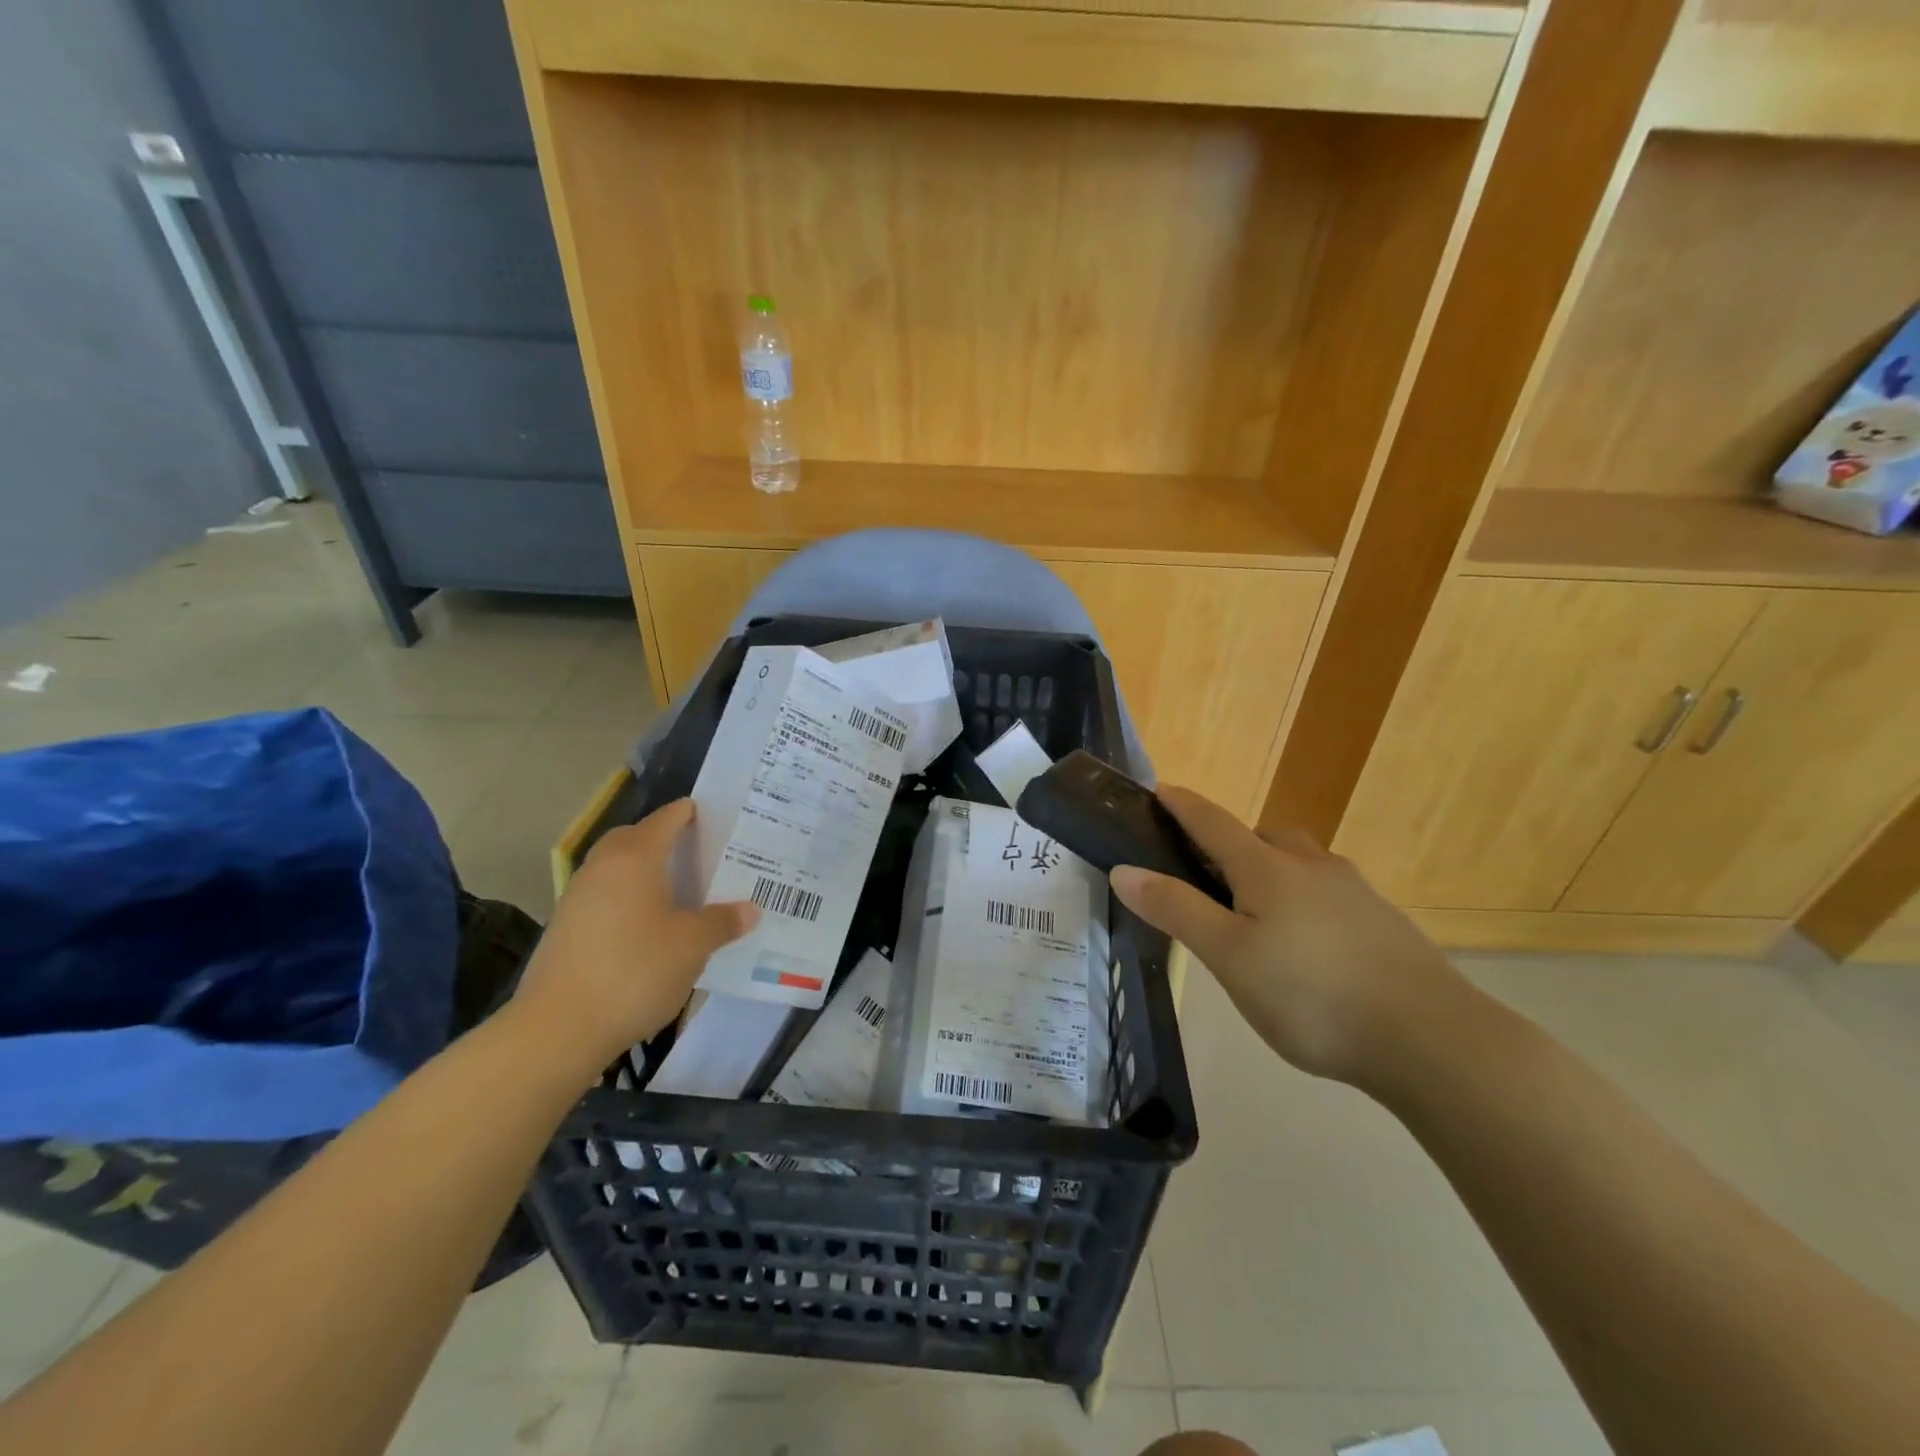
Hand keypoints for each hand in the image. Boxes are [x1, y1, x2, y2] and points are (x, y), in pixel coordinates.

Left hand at [512, 798, 758, 1077]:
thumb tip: (750, 910)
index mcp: (635, 858)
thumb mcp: (692, 946)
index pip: (667, 819)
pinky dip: (630, 898)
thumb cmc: (634, 971)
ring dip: (647, 871)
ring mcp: (578, 897)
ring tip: (682, 891)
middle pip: (636, 838)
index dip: (694, 814)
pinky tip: (652, 926)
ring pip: (618, 869)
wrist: (557, 1029)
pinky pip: (607, 896)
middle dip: (667, 840)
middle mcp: (602, 867)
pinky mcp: (567, 928)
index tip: (721, 818)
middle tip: (702, 854)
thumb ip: (722, 922)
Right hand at [1108, 786, 1468, 1090]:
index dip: (1182, 805)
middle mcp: (1312, 866)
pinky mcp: (1383, 923)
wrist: (1432, 1039)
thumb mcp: (1229, 957)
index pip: (1213, 821)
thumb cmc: (1312, 995)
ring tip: (1257, 917)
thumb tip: (1124, 870)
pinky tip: (1309, 947)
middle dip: (1230, 844)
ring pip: (1301, 864)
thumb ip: (1177, 910)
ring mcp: (1355, 892)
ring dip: (1272, 871)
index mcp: (1268, 868)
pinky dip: (1306, 901)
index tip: (1159, 789)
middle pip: (1262, 837)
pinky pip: (1329, 893)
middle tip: (1208, 878)